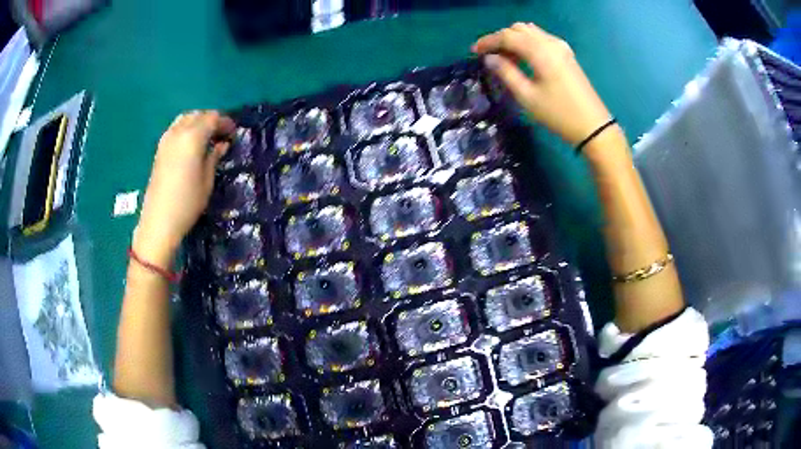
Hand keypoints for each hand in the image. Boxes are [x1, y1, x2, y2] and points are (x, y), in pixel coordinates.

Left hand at [134, 111, 235, 266]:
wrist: (159, 221)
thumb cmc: (187, 203)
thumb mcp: (207, 181)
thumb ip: (214, 157)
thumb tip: (221, 144)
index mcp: (193, 137)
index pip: (212, 118)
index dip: (225, 122)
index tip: (234, 133)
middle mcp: (178, 132)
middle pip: (198, 115)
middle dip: (211, 120)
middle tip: (222, 134)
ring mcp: (166, 139)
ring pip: (185, 119)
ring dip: (198, 122)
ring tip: (207, 137)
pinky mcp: (159, 149)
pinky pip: (176, 129)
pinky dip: (186, 129)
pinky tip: (191, 144)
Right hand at [473, 23, 612, 145]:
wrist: (593, 126)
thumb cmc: (558, 114)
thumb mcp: (527, 96)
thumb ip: (506, 73)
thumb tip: (489, 58)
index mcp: (539, 51)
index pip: (507, 36)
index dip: (488, 41)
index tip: (473, 51)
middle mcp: (550, 42)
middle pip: (518, 29)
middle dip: (500, 38)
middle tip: (489, 55)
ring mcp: (560, 46)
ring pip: (530, 32)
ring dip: (514, 39)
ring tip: (504, 57)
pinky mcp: (566, 54)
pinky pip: (541, 39)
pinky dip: (527, 43)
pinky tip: (522, 58)